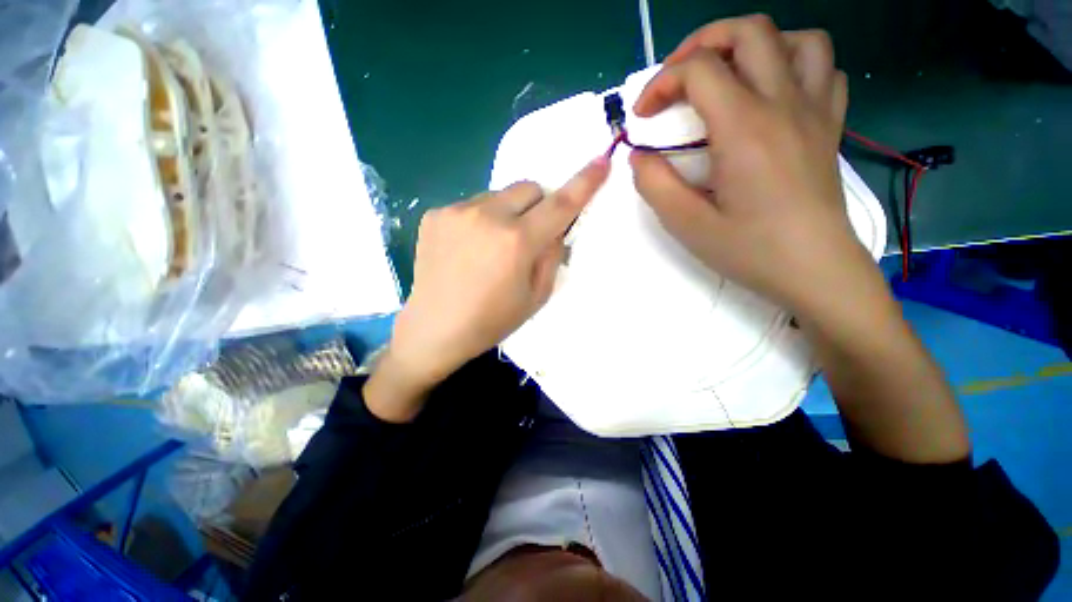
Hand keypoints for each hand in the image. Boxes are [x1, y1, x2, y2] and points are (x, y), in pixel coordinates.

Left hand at [365, 158, 609, 421]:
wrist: (435, 328)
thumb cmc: (492, 320)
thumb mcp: (536, 295)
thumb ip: (552, 255)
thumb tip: (554, 229)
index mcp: (517, 241)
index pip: (560, 204)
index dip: (584, 183)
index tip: (601, 162)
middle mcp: (487, 216)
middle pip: (529, 187)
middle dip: (538, 205)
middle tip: (529, 234)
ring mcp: (457, 211)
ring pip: (499, 195)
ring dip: (507, 213)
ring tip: (493, 246)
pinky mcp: (435, 214)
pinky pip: (472, 205)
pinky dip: (481, 219)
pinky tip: (469, 248)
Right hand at [630, 15, 870, 314]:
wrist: (815, 271)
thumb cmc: (750, 250)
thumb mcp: (687, 225)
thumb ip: (654, 185)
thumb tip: (640, 157)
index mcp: (744, 128)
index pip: (699, 70)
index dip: (660, 84)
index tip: (643, 116)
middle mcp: (783, 104)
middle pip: (749, 32)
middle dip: (702, 43)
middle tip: (678, 77)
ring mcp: (815, 112)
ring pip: (796, 39)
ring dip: (754, 45)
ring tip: (729, 75)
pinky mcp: (830, 127)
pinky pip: (824, 71)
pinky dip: (795, 65)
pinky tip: (774, 92)